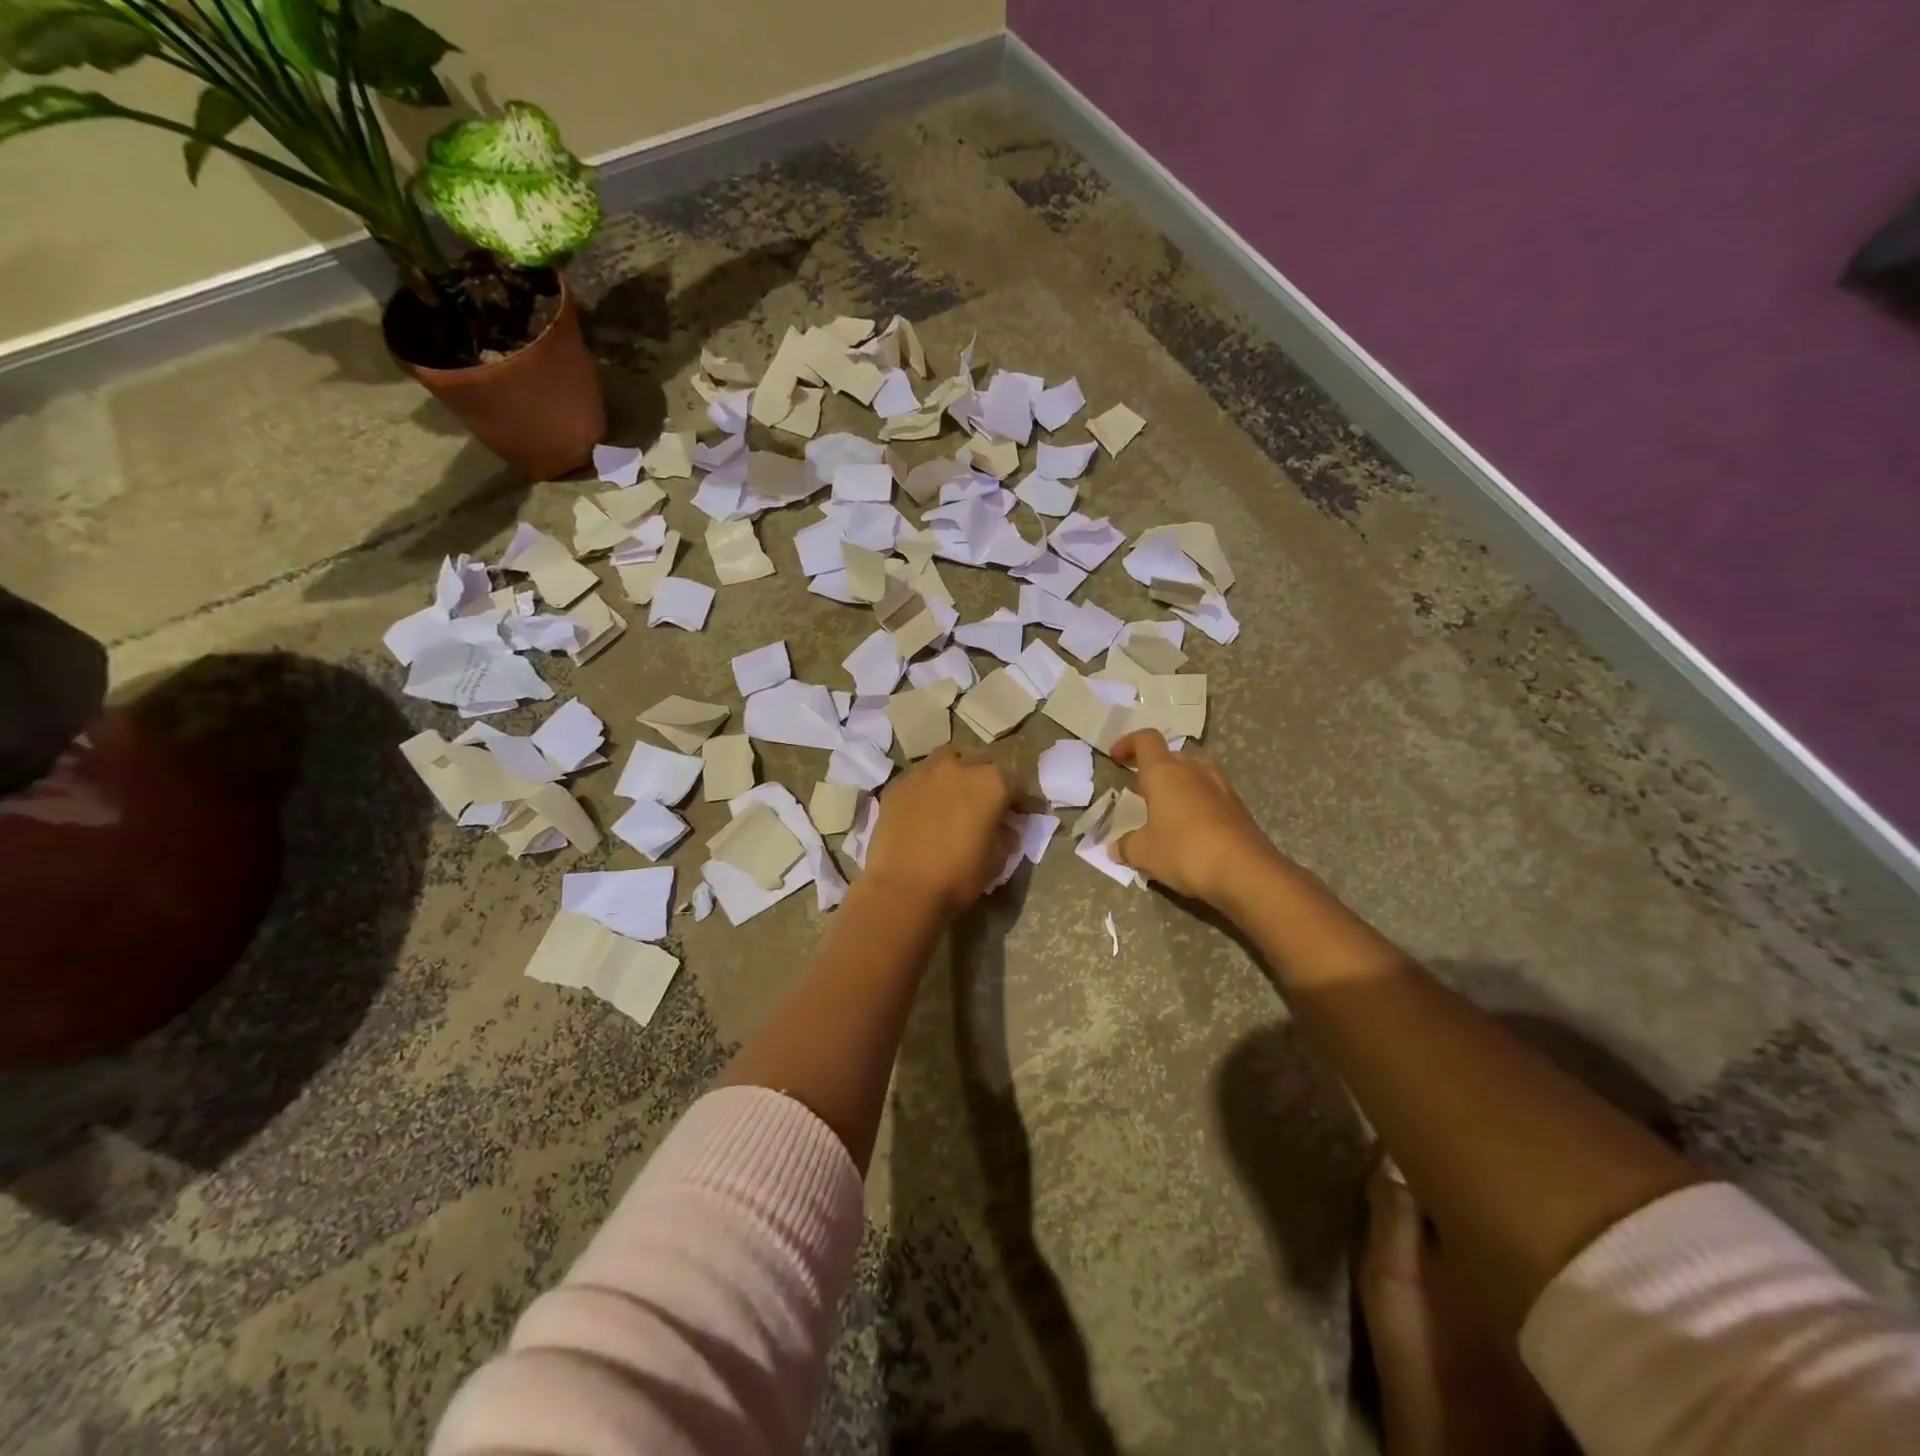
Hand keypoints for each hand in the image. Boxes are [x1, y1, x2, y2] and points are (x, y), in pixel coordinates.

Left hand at [863, 747, 1016, 919]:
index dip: (1022, 801)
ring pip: (948, 760)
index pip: (1016, 784)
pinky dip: (930, 787)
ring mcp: (924, 772)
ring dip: (957, 773)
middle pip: (981, 764)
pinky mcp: (898, 785)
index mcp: (991, 782)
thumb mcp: (998, 859)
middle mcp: (959, 766)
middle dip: (988, 780)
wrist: (903, 889)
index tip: (1026, 813)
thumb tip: (1005, 826)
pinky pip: (921, 778)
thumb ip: (1007, 834)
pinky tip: (928, 808)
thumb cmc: (959, 876)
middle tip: (988, 803)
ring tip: (956, 795)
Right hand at [1111, 730, 1280, 905]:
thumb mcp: (1144, 852)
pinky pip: (1212, 796)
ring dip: (1180, 786)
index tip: (1117, 758)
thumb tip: (1116, 848)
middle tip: (1142, 791)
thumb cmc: (1184, 851)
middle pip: (1172, 756)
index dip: (1128, 743)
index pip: (1146, 740)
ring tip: (1168, 810)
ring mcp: (1222, 788)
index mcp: (1165, 772)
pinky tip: (1191, 831)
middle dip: (1155, 769)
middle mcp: (1195, 771)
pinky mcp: (1239, 809)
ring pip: (1196, 774)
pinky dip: (1198, 805)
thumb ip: (1126, 846)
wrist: (1246, 872)